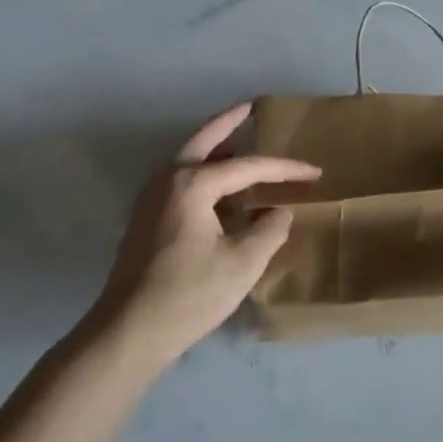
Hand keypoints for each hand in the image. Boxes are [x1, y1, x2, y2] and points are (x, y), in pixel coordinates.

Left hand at [90, 102, 319, 366]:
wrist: (127, 334)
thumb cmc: (189, 294)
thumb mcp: (243, 263)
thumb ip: (269, 230)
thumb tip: (279, 212)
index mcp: (192, 184)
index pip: (248, 166)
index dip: (285, 169)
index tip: (315, 173)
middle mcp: (167, 180)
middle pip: (203, 140)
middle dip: (229, 122)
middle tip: (251, 107)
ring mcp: (151, 200)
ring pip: (188, 160)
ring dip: (214, 148)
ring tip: (241, 142)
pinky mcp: (146, 221)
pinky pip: (181, 181)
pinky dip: (204, 173)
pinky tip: (222, 190)